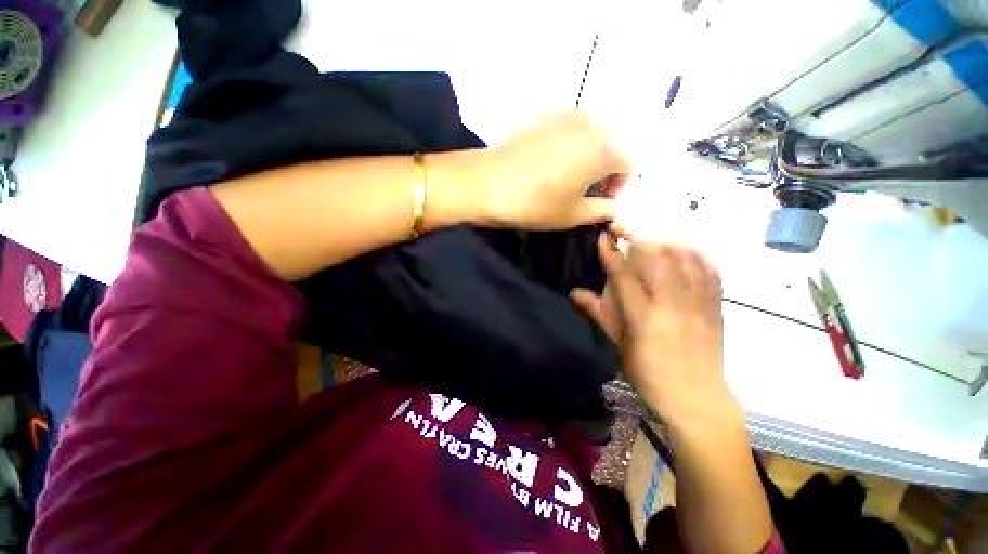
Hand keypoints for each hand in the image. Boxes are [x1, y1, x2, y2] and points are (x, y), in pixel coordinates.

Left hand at [478, 110, 629, 229]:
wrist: (489, 183)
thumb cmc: (536, 203)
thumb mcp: (573, 215)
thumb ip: (601, 210)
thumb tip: (612, 208)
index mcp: (604, 149)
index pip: (627, 165)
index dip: (619, 186)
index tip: (601, 201)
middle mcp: (590, 124)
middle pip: (609, 147)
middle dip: (603, 170)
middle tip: (584, 191)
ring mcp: (564, 115)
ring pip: (588, 137)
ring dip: (586, 156)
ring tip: (566, 177)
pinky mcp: (542, 116)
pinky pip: (566, 130)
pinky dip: (567, 145)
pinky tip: (548, 162)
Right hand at [572, 235, 736, 426]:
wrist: (697, 400)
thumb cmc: (649, 375)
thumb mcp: (619, 346)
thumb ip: (599, 315)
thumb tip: (575, 293)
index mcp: (643, 317)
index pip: (623, 276)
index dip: (611, 254)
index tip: (604, 237)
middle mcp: (671, 306)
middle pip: (658, 260)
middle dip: (641, 241)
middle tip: (629, 234)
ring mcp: (698, 305)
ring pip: (685, 261)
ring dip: (668, 244)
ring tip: (655, 240)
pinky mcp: (716, 309)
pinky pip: (711, 273)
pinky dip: (698, 256)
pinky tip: (688, 250)